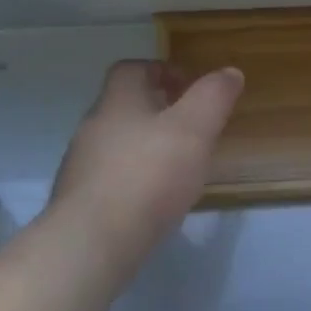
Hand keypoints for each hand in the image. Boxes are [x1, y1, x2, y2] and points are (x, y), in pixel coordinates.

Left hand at [48, 60, 243, 278]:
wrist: (94, 241)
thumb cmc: (149, 175)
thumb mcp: (194, 129)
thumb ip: (213, 97)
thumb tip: (229, 73)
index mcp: (117, 102)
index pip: (131, 70)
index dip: (160, 70)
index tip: (187, 85)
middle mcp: (93, 127)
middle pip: (123, 107)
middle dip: (156, 110)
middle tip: (190, 126)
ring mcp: (82, 166)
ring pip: (116, 144)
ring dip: (144, 146)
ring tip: (177, 166)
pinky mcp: (81, 202)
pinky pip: (111, 178)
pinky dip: (134, 179)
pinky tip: (154, 200)